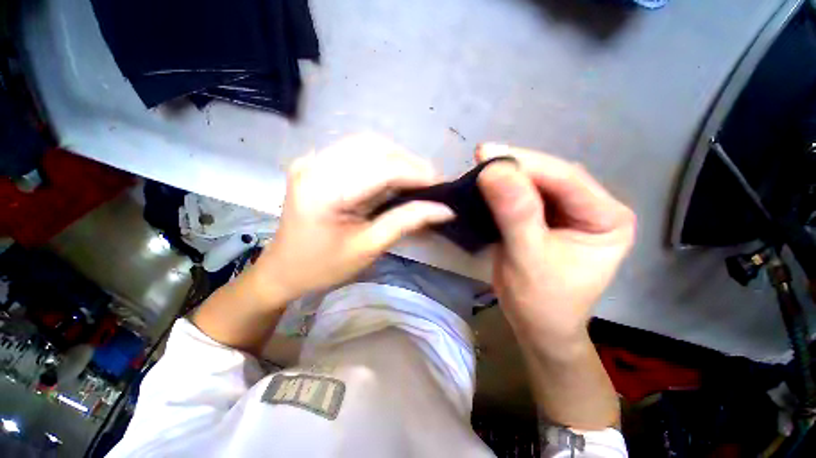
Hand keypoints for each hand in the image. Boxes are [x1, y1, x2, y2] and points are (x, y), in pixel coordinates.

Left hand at [248, 134, 454, 302]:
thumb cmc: (325, 266)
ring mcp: (311, 160)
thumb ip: (406, 222)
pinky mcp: (314, 162)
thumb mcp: (369, 247)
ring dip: (396, 157)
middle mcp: (314, 166)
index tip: (441, 184)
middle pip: (374, 148)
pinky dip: (380, 158)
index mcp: (324, 192)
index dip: (415, 174)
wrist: (284, 269)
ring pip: (366, 143)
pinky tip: (393, 174)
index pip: (381, 169)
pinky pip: (354, 150)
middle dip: (409, 162)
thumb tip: (444, 210)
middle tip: (431, 182)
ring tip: (416, 178)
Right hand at [476, 144, 635, 350]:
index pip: (566, 180)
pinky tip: (488, 183)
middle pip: (552, 177)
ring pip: (537, 183)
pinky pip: (525, 195)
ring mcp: (570, 211)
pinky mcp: (548, 217)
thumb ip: (515, 214)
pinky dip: (504, 189)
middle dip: (516, 167)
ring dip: (508, 175)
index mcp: (607, 218)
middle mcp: (594, 208)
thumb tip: (493, 171)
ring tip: (481, 166)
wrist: (537, 325)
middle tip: (481, 157)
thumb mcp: (527, 258)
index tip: (486, 153)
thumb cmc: (540, 301)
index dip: (525, 164)